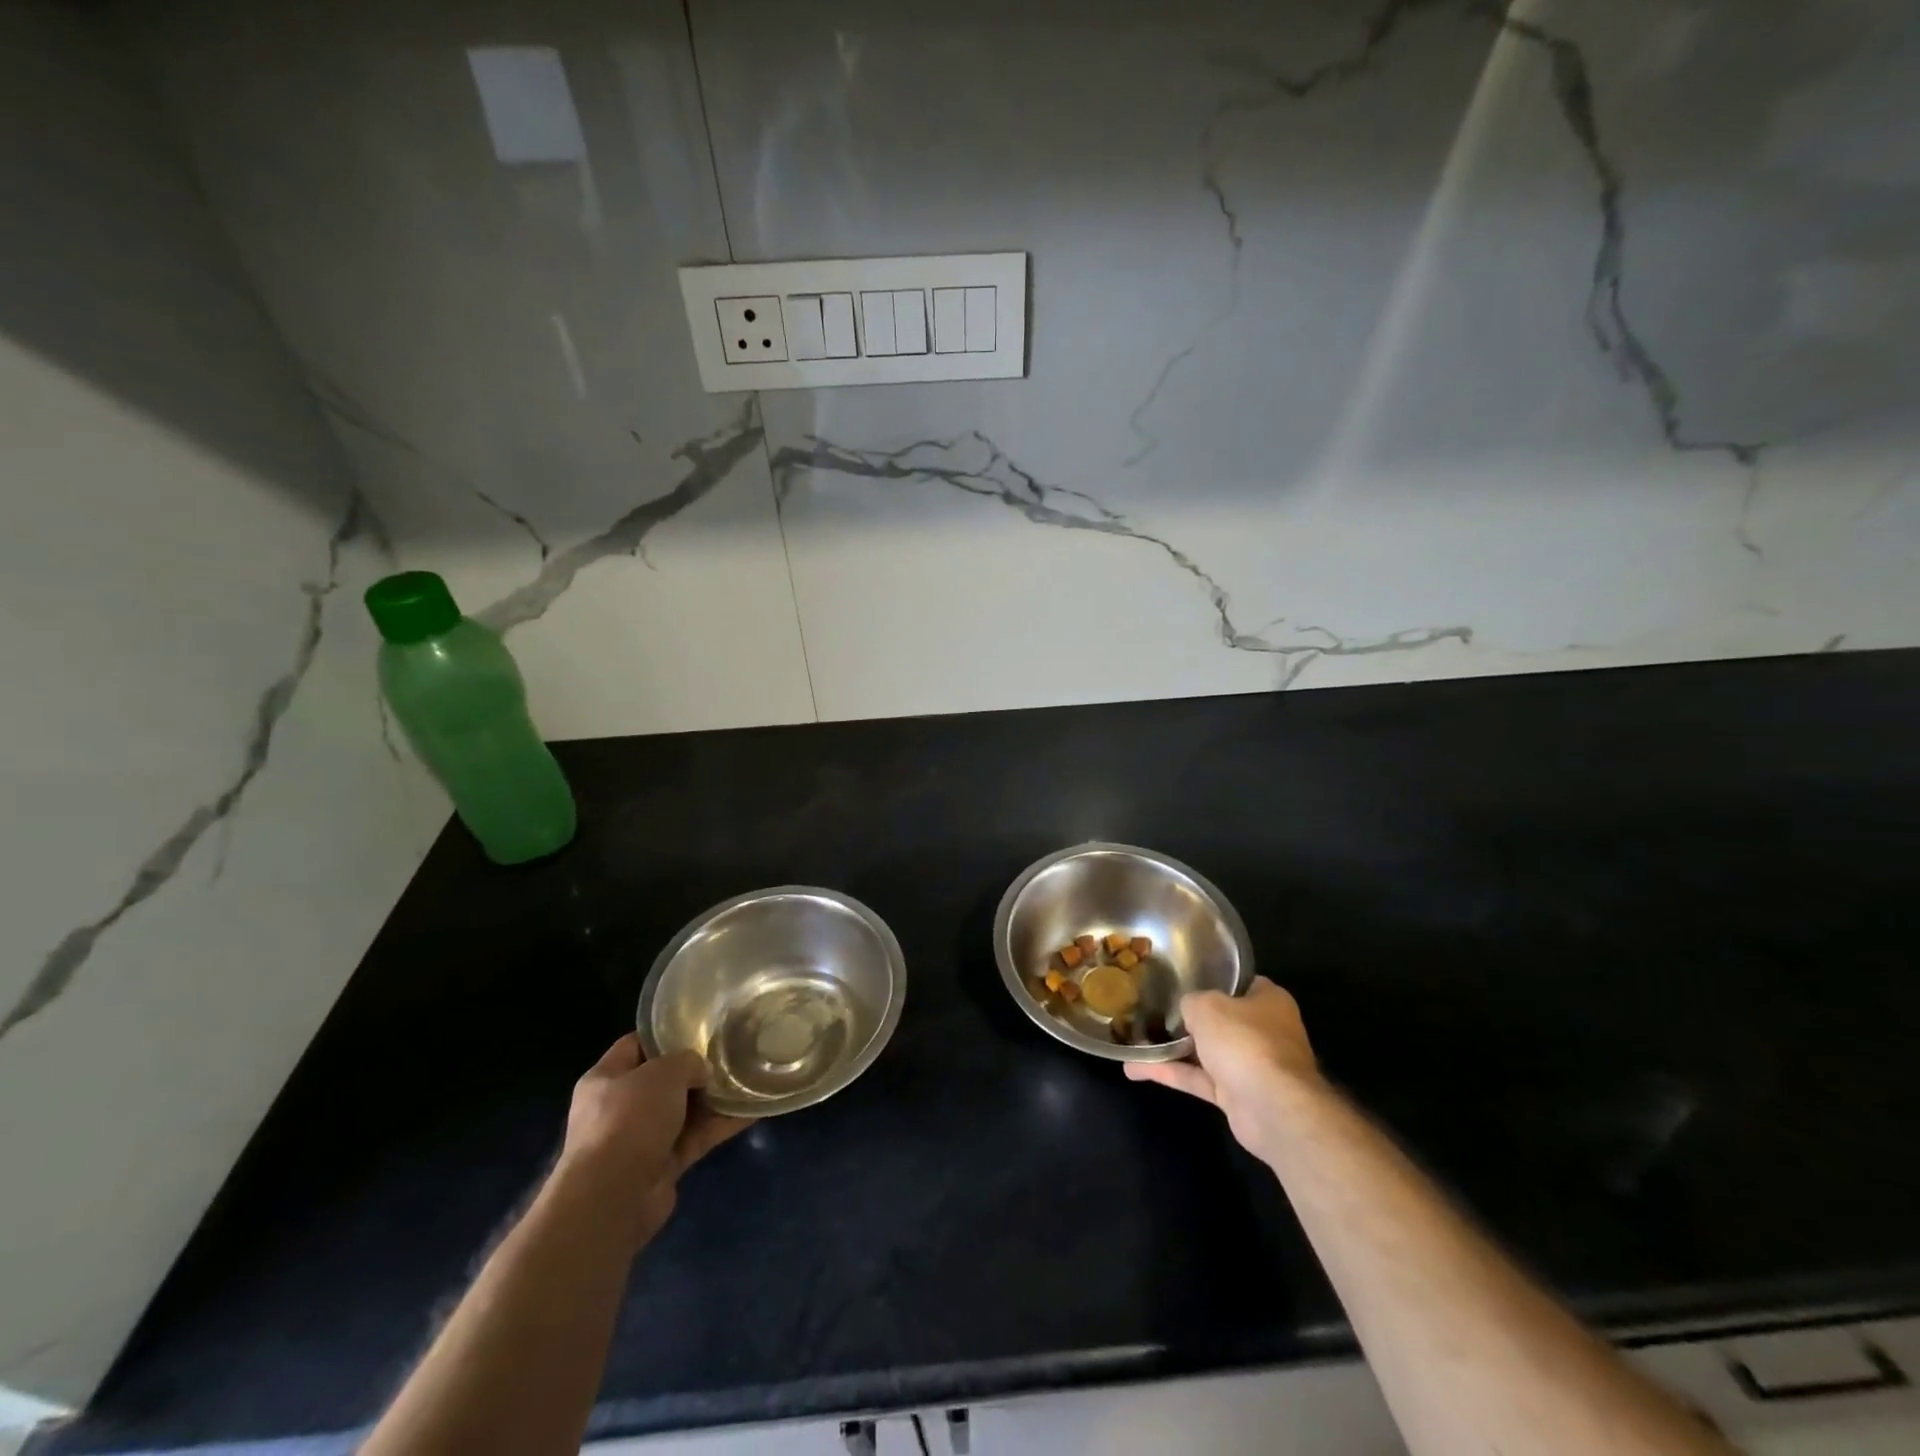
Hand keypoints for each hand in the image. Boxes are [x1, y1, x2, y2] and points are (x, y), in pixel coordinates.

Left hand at [556, 1034, 750, 1247]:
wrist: (614, 1198)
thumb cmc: (629, 1119)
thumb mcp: (663, 1072)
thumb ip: (687, 1061)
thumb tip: (701, 1072)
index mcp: (606, 1078)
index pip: (636, 1045)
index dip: (666, 1034)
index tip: (700, 1026)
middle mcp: (619, 1107)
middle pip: (663, 1080)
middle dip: (695, 1069)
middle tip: (730, 1053)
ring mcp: (640, 1139)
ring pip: (684, 1111)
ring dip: (713, 1099)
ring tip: (747, 1078)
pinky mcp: (661, 1166)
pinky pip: (696, 1138)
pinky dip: (720, 1126)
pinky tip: (751, 1111)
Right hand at [1125, 977, 1324, 1156]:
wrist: (1271, 1107)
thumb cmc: (1244, 1040)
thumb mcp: (1207, 1005)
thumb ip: (1191, 1002)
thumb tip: (1186, 1010)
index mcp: (1268, 1001)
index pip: (1240, 983)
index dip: (1213, 979)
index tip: (1182, 978)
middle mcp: (1263, 1031)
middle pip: (1220, 1019)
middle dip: (1189, 1017)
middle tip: (1154, 1007)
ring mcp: (1249, 1064)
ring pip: (1205, 1051)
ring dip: (1171, 1048)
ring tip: (1136, 1037)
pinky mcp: (1234, 1095)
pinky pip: (1196, 1078)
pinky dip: (1168, 1073)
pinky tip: (1134, 1068)